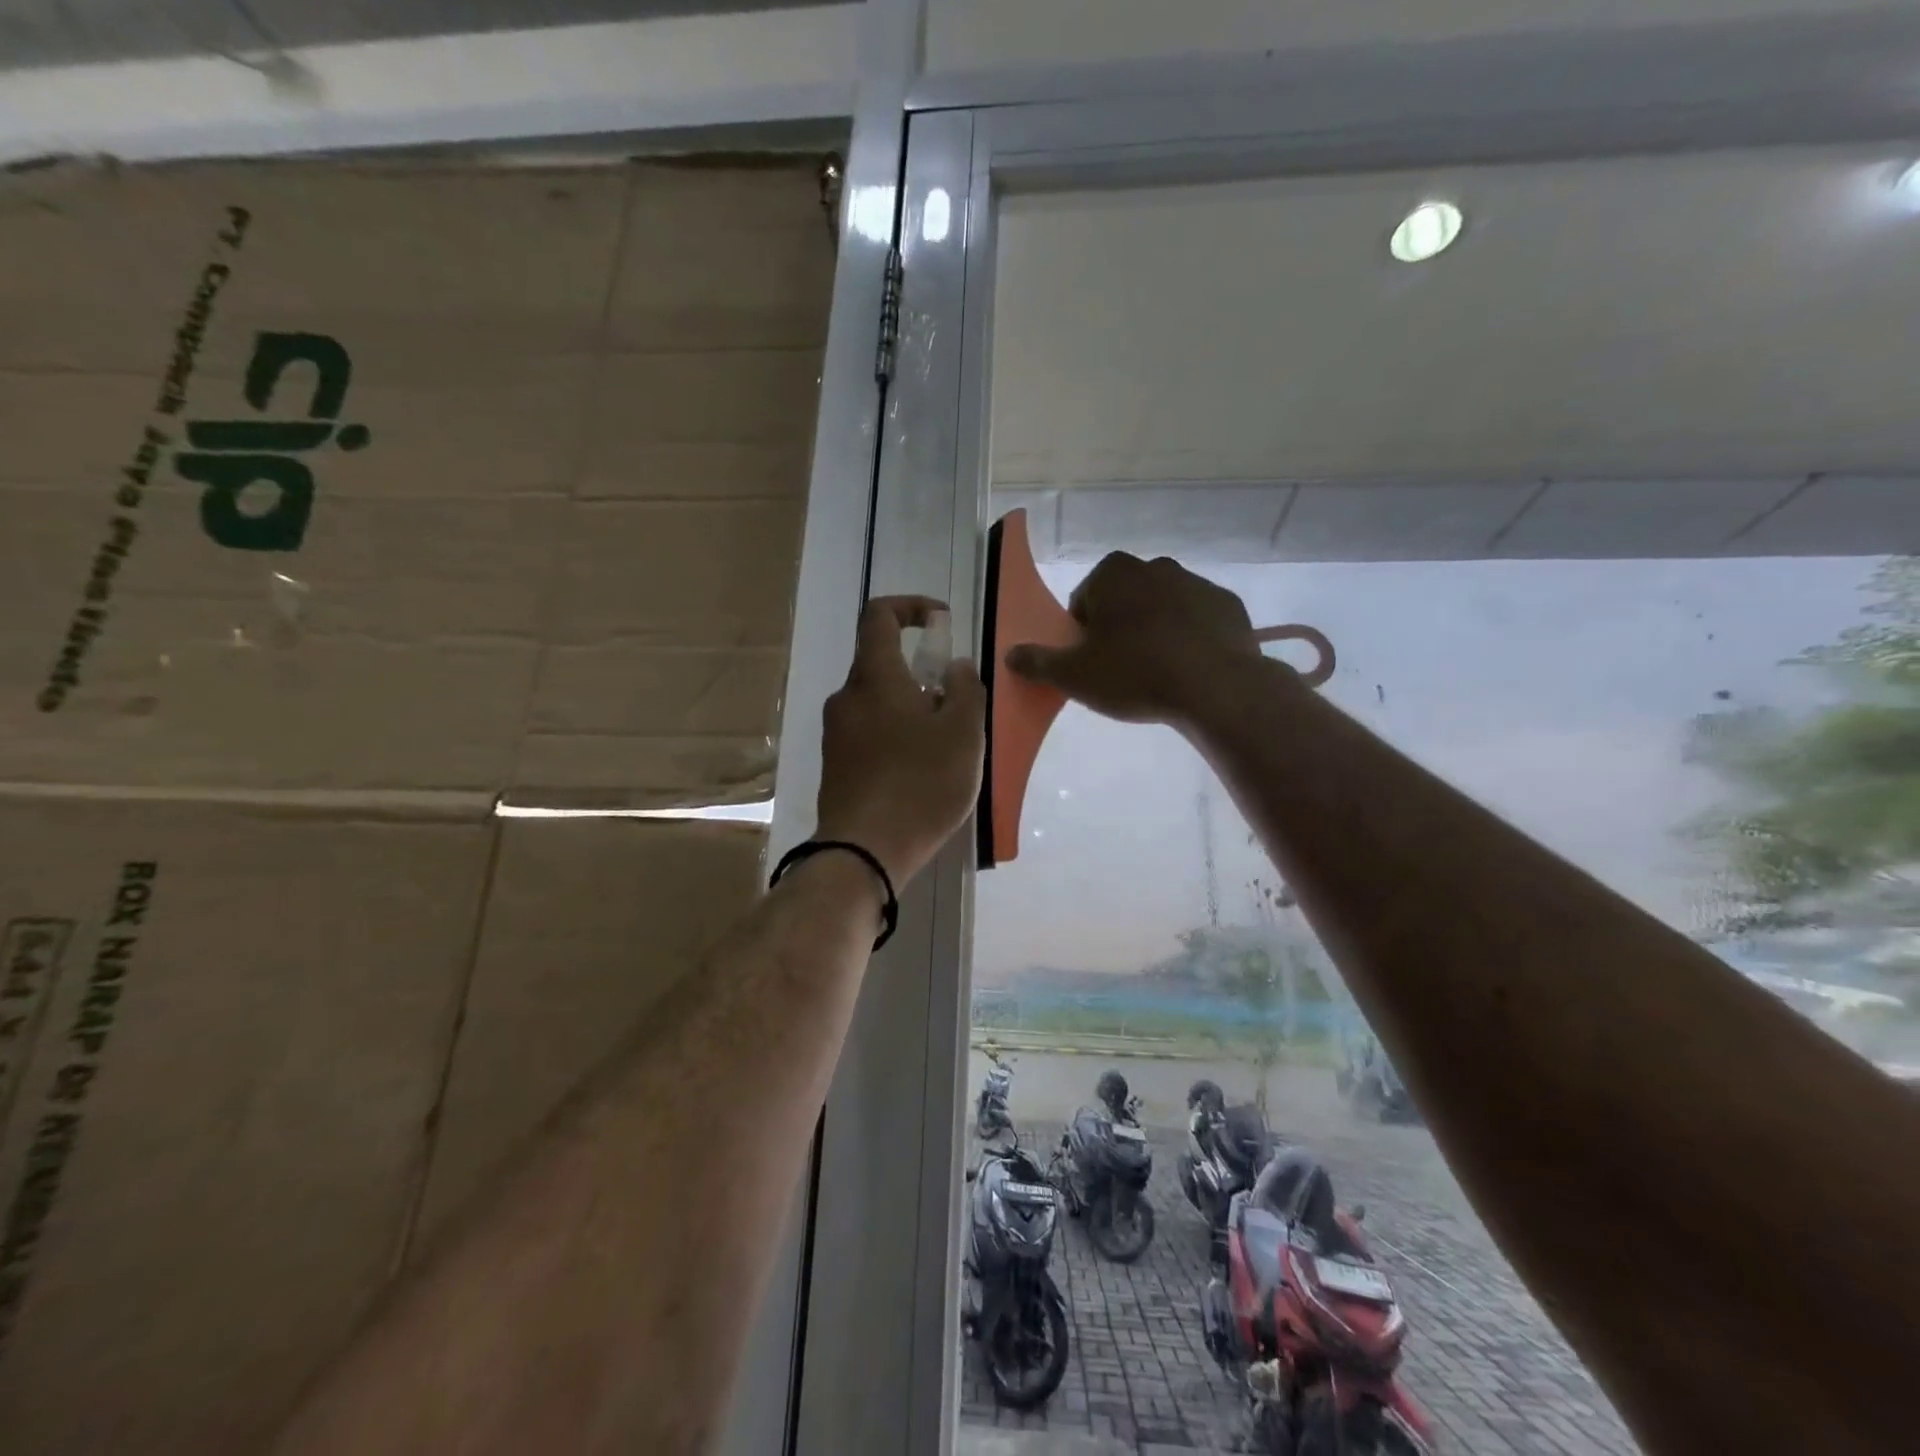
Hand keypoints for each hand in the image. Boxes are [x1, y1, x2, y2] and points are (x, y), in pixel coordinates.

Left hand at [816, 596, 985, 886]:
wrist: (864, 853)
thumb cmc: (920, 784)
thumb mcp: (963, 733)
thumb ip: (965, 690)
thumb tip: (953, 668)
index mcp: (874, 677)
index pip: (879, 615)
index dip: (910, 606)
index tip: (940, 623)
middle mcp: (846, 697)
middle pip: (882, 665)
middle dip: (921, 674)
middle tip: (956, 706)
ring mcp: (835, 734)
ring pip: (878, 703)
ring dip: (911, 710)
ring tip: (944, 747)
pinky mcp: (835, 766)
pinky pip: (869, 734)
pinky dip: (896, 737)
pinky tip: (919, 773)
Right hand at [1005, 553, 1267, 726]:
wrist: (1215, 687)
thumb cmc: (1134, 674)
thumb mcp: (1074, 676)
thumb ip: (1038, 662)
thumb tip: (1010, 654)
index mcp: (1113, 574)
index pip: (1084, 601)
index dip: (1082, 635)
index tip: (1092, 663)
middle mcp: (1155, 566)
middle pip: (1123, 601)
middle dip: (1119, 629)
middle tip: (1121, 670)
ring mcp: (1196, 583)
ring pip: (1162, 609)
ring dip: (1154, 633)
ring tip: (1157, 674)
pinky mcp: (1228, 606)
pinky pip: (1197, 622)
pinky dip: (1190, 639)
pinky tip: (1189, 670)